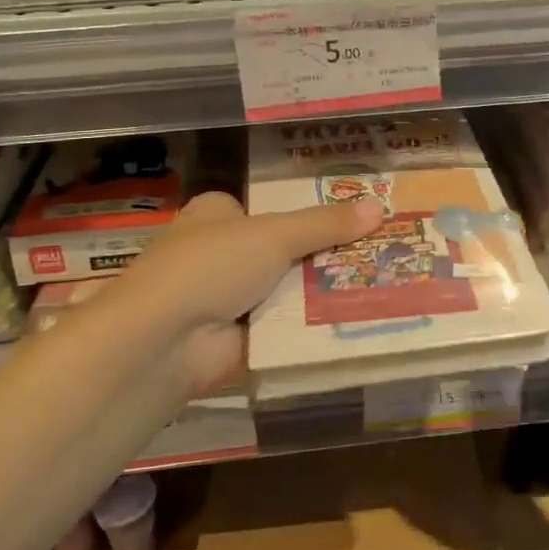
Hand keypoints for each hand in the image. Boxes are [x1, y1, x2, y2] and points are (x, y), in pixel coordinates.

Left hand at [109, 190, 382, 388]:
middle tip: (381, 251)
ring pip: (289, 289)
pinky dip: (314, 325)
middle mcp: (221, 252)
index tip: (355, 217)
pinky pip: (287, 327)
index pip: (271, 208)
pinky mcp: (240, 339)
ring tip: (384, 282)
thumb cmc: (211, 266)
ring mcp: (229, 298)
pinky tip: (360, 319)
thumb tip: (379, 207)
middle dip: (325, 254)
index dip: (310, 213)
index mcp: (218, 215)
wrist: (164, 342)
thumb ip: (325, 223)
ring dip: (324, 291)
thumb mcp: (274, 235)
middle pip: (286, 249)